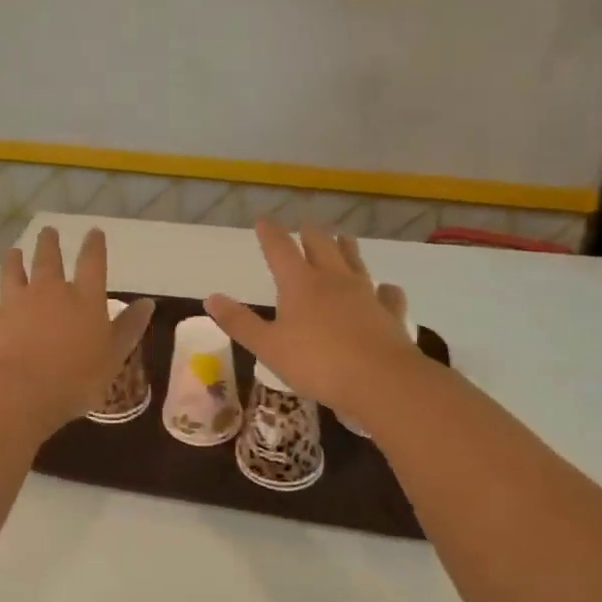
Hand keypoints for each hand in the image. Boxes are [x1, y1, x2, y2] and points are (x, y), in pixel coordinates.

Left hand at [0, 227, 154, 432]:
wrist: (19, 391)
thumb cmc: (76, 379)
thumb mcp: (114, 357)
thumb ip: (129, 328)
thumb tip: (148, 302)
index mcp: (84, 299)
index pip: (92, 263)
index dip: (94, 246)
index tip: (94, 232)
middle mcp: (48, 292)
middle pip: (49, 260)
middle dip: (49, 244)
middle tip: (48, 231)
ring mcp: (13, 303)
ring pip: (12, 274)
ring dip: (12, 262)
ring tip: (12, 252)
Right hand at [205, 220, 422, 414]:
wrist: (381, 380)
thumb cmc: (317, 363)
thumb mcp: (268, 347)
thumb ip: (240, 322)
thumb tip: (211, 297)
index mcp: (300, 284)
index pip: (280, 250)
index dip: (270, 234)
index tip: (264, 221)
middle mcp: (333, 280)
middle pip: (321, 246)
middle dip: (310, 234)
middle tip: (305, 224)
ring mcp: (366, 294)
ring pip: (355, 262)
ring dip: (347, 248)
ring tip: (344, 237)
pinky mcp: (390, 314)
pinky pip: (388, 295)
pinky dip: (385, 289)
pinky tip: (386, 288)